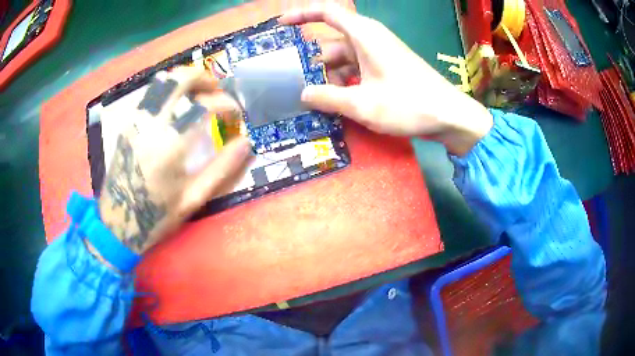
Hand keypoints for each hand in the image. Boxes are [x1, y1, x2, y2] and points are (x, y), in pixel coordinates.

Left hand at [97, 66, 251, 254]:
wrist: (117, 223)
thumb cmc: (156, 215)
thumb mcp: (193, 199)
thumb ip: (222, 169)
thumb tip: (246, 143)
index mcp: (170, 144)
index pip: (206, 106)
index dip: (228, 105)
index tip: (236, 115)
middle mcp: (151, 124)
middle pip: (181, 79)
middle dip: (205, 79)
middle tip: (218, 92)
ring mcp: (136, 120)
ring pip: (163, 81)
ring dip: (186, 80)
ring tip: (199, 94)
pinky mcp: (128, 123)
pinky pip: (152, 94)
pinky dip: (170, 90)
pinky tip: (177, 106)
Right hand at [280, 5, 492, 155]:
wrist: (449, 115)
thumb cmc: (408, 104)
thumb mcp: (363, 104)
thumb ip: (329, 98)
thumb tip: (303, 94)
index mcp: (364, 35)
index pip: (328, 13)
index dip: (303, 14)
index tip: (282, 24)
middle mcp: (370, 39)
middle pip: (332, 43)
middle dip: (313, 63)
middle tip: (295, 86)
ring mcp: (380, 54)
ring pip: (344, 59)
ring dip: (329, 77)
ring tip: (315, 102)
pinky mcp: (386, 68)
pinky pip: (357, 69)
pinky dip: (345, 82)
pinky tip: (337, 102)